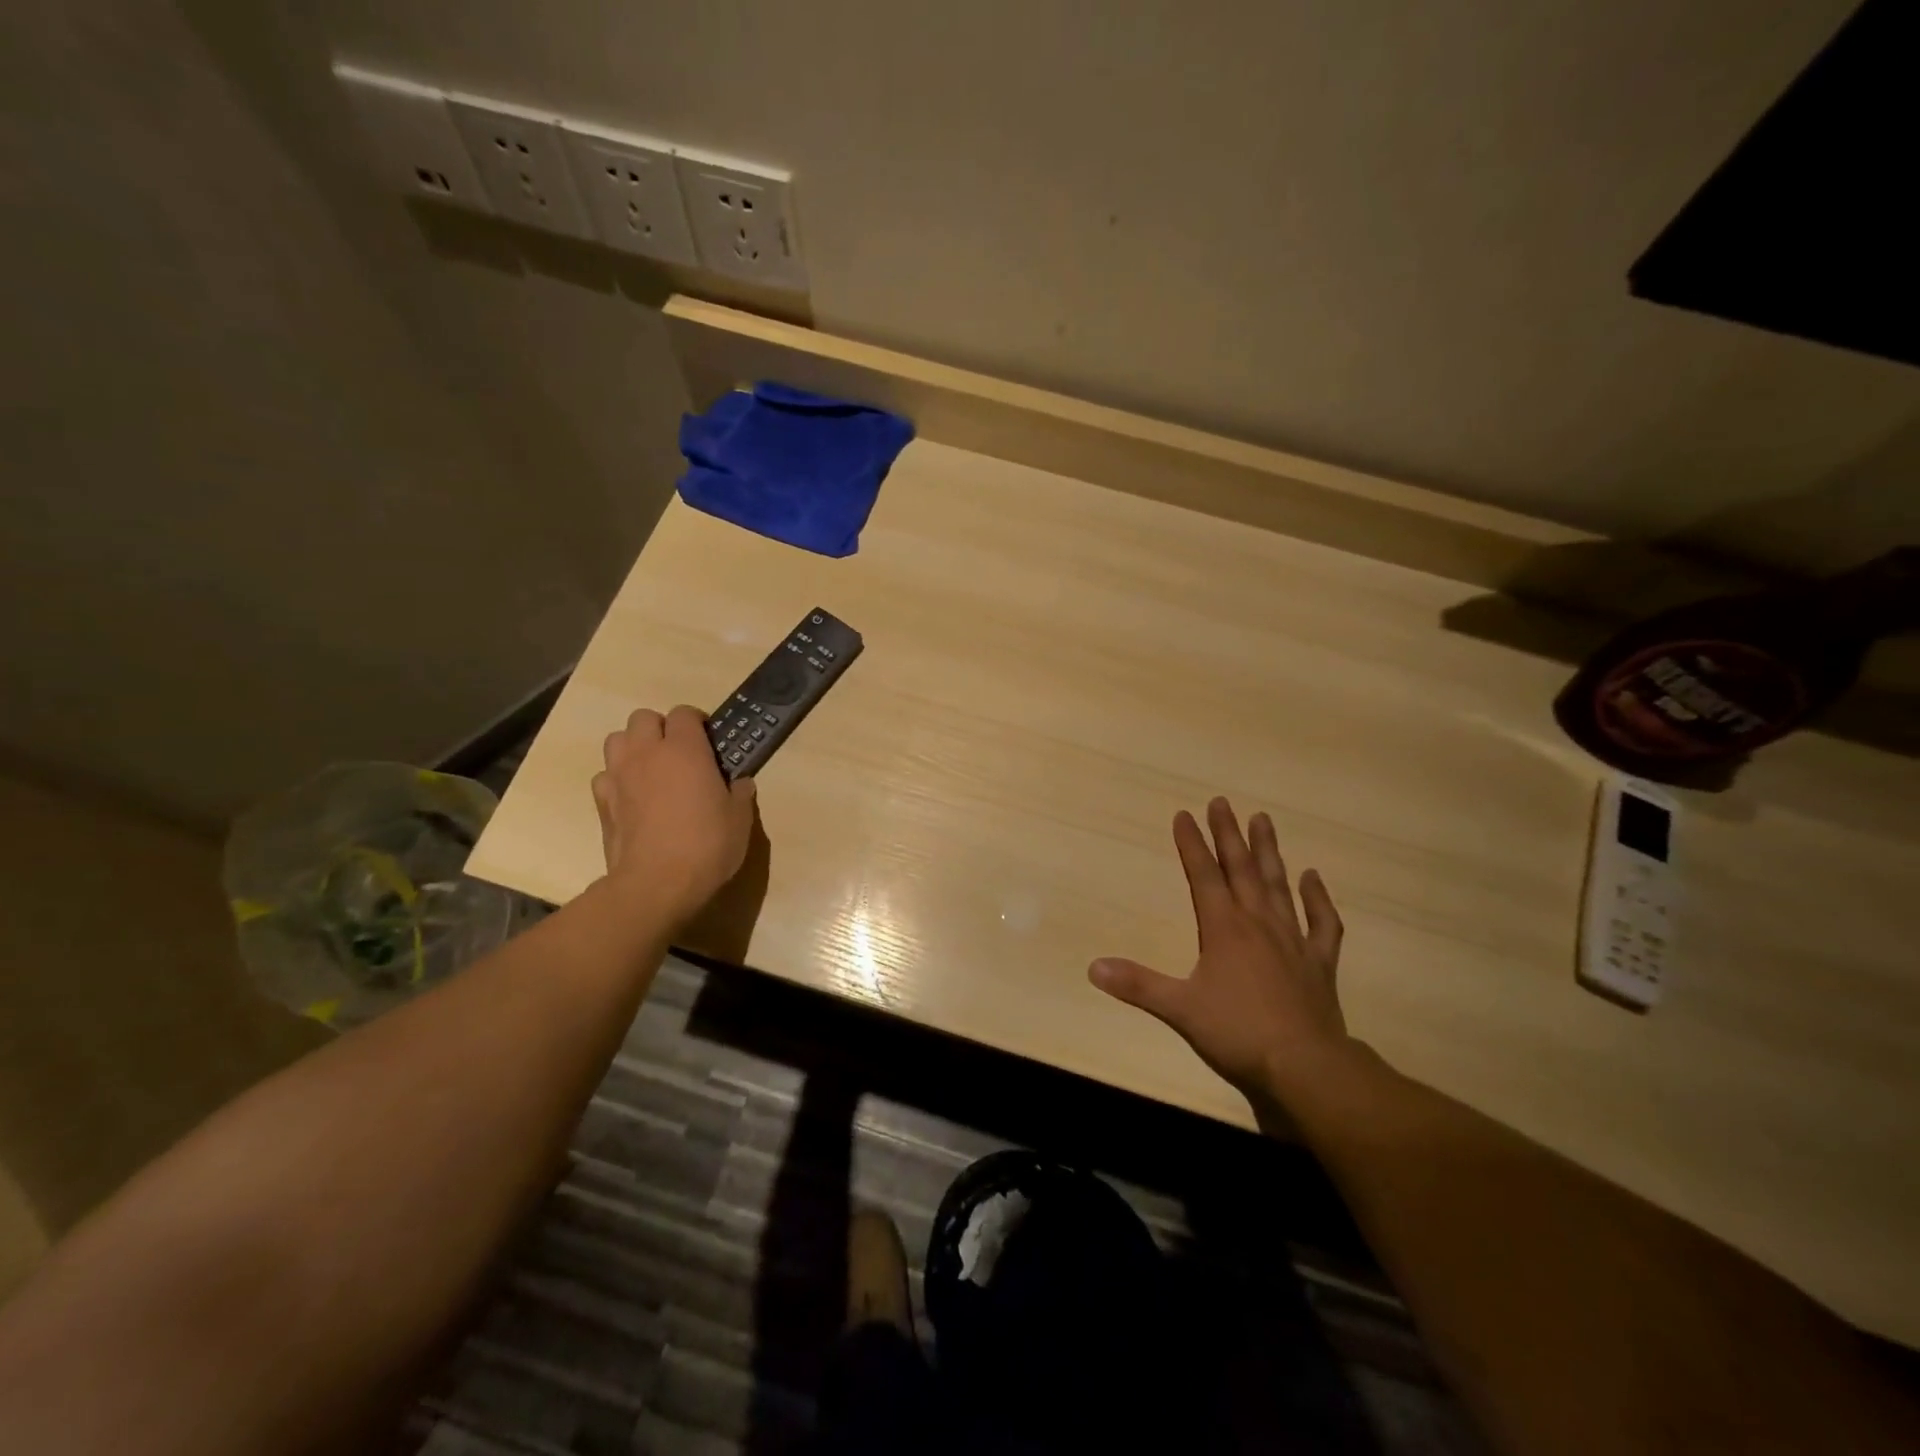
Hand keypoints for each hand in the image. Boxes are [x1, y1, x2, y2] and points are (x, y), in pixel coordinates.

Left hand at [592, 706, 756, 926]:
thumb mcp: (739, 820)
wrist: (656, 884)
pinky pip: (605, 775)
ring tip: (651, 770)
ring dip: (633, 747)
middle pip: (643, 718)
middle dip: (660, 728)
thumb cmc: (706, 845)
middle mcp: (647, 753)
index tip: (708, 741)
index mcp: (685, 750)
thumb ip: (739, 794)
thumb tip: (740, 784)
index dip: (696, 722)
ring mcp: (619, 776)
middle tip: (679, 753)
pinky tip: (633, 798)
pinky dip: (617, 779)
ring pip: (617, 740)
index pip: (684, 713)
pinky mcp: (602, 802)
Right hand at [1090, 798, 1356, 1102]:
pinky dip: (1318, 899)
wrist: (1306, 1067)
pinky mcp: (1319, 963)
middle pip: (1241, 869)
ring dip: (1269, 852)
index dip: (1191, 844)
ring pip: (1278, 885)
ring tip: (1263, 819)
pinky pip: (1323, 923)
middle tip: (1222, 802)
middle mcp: (1258, 923)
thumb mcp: (1179, 1009)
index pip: (1203, 876)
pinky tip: (1313, 878)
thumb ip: (1138, 985)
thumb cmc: (1237, 1033)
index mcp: (1224, 929)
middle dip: (1228, 834)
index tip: (1184, 815)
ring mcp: (1293, 940)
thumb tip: (1093, 967)